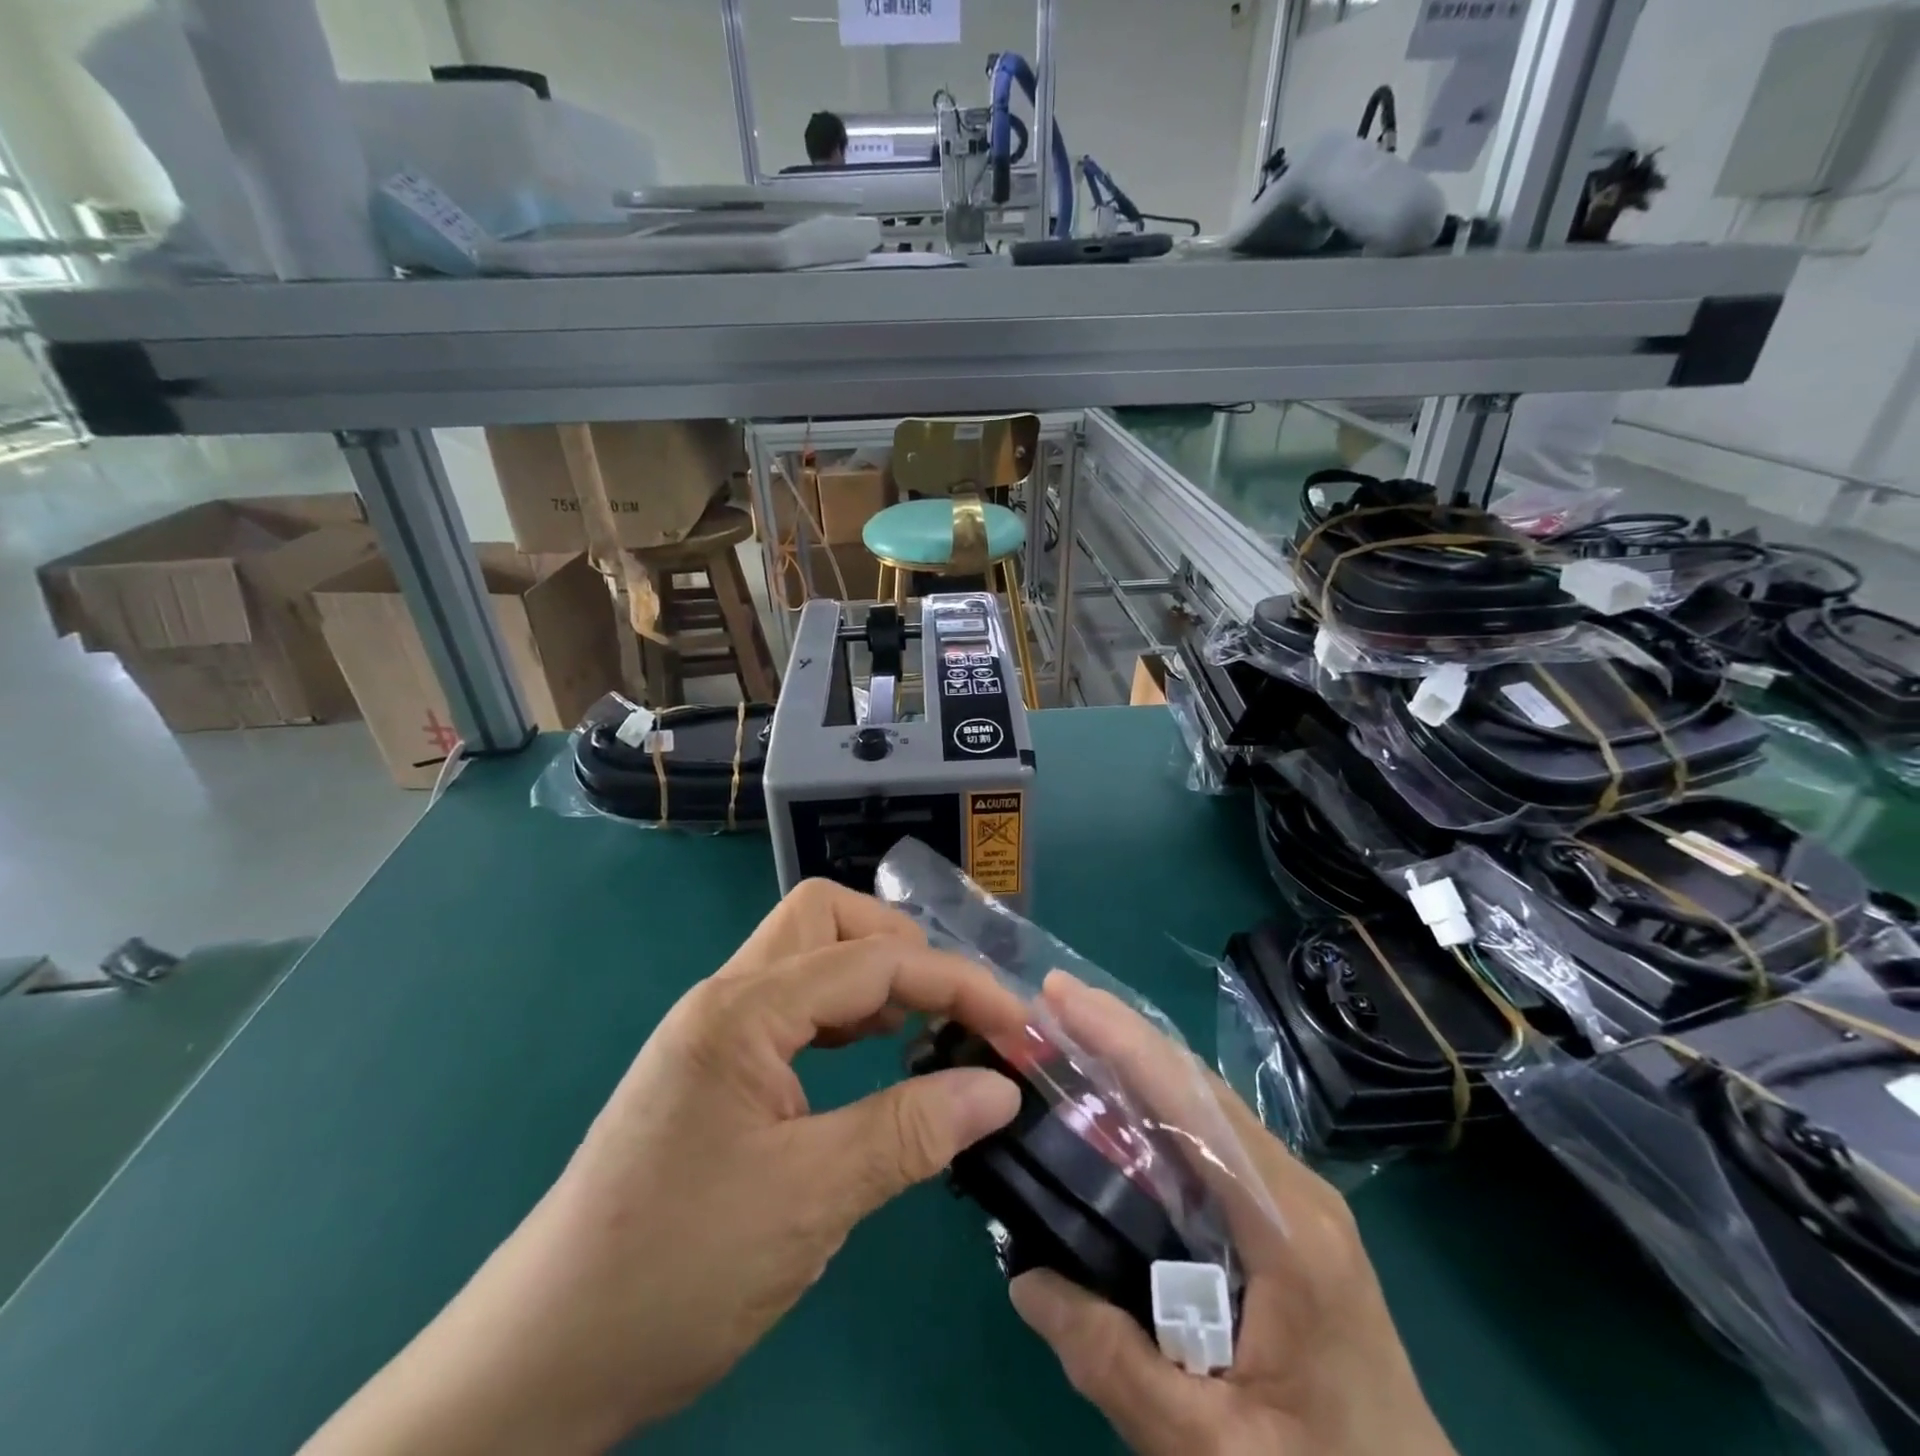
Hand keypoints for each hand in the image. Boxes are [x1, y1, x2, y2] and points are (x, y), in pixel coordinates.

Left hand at [304, 880, 1026, 1455]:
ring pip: (808, 956)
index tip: (1018, 1030)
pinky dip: (845, 1013)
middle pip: (829, 919)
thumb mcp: (812, 1198)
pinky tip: (870, 1054)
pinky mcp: (713, 1067)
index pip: (874, 960)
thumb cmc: (676, 1269)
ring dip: (874, 974)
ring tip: (926, 1025)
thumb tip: (1000, 1089)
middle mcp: (727, 997)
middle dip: (904, 946)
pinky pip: (794, 1006)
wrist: (540, 1359)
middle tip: (957, 1008)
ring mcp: (714, 1030)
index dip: (957, 984)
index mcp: (744, 1010)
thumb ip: (912, 1131)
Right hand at [1009, 973, 1454, 1455]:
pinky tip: (1118, 1102)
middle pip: (1197, 1084)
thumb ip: (1110, 1361)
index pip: (1191, 1104)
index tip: (1060, 995)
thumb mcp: (1208, 1450)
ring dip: (1138, 1059)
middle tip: (1052, 1001)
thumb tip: (1024, 1276)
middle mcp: (1295, 1189)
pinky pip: (1212, 1136)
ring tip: (1073, 1033)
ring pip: (1206, 1103)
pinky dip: (1157, 1100)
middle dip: (1121, 1032)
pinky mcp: (1287, 1218)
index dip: (1121, 1040)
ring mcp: (1296, 1199)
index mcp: (1287, 1228)